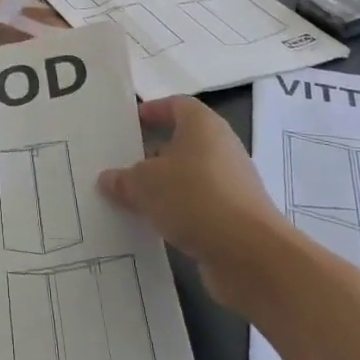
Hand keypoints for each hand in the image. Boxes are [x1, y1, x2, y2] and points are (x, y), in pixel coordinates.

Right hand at [98, 98, 287, 315]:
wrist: (250, 255)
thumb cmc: (194, 198)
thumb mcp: (144, 185)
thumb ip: (123, 179)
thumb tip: (109, 178)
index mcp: (203, 126)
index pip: (176, 105)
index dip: (152, 111)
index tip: (128, 124)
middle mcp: (221, 148)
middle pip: (182, 142)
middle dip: (151, 153)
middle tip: (119, 165)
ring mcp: (231, 184)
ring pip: (188, 177)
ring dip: (162, 186)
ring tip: (128, 198)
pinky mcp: (234, 217)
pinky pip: (197, 206)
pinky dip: (176, 212)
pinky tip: (152, 225)